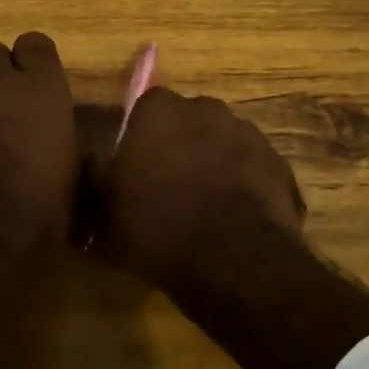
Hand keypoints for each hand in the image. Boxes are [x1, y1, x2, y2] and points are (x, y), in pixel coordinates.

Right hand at [95, 87, 305, 290]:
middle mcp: (205, 108)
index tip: (134, 170)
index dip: (139, 139)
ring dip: (213, 165)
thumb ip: (93, 176)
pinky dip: (243, 187)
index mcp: (159, 109)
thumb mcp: (102, 209)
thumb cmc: (156, 227)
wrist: (232, 260)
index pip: (143, 109)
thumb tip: (89, 161)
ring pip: (221, 144)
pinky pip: (251, 171)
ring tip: (204, 209)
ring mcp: (247, 133)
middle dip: (178, 147)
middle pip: (186, 123)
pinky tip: (234, 221)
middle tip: (167, 188)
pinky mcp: (278, 163)